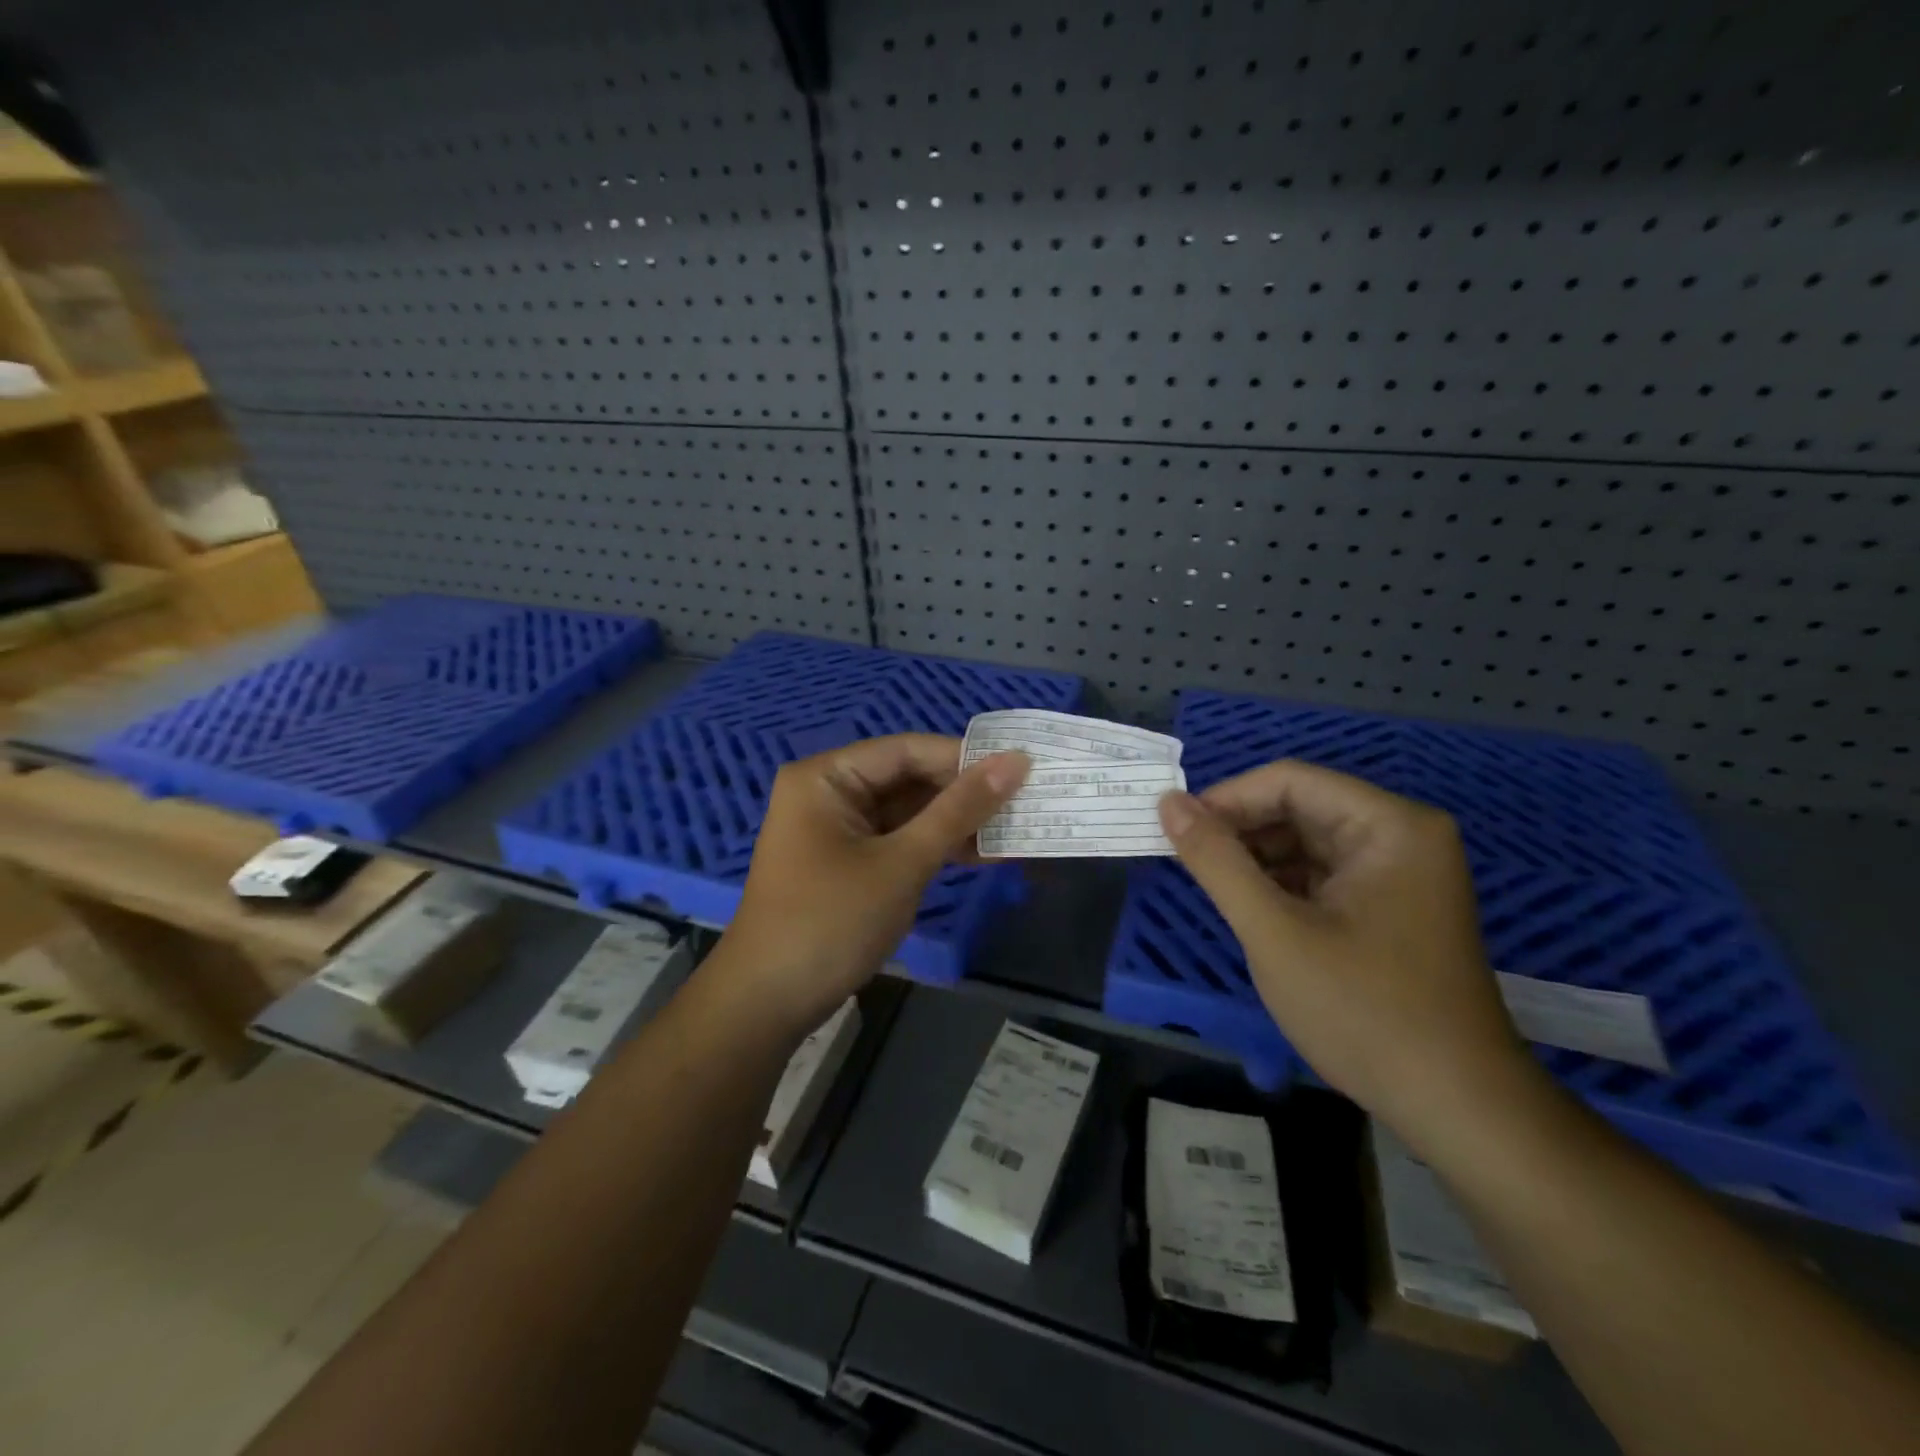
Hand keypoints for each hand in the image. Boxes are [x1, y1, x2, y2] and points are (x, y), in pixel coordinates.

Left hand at [717, 734, 1028, 1034]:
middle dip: (965, 794)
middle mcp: (829, 792)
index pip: (907, 750)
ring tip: (1015, 829)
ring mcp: (838, 830)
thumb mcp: (902, 863)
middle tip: (1025, 801)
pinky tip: (983, 855)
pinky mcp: (848, 862)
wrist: (767, 1004)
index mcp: (827, 777)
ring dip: (956, 823)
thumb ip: (959, 810)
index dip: (965, 758)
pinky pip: (898, 841)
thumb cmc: (830, 922)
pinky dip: (935, 848)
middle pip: (909, 779)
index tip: (1021, 769)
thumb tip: (1016, 762)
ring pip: (908, 813)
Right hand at [1158, 762, 1530, 1141]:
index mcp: (1389, 825)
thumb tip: (1168, 803)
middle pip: (1301, 808)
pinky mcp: (1395, 907)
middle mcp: (1403, 836)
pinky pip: (1325, 875)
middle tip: (1190, 864)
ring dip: (1258, 860)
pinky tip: (1254, 912)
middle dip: (1241, 832)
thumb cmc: (1363, 1011)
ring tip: (1216, 891)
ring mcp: (1403, 873)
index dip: (1226, 799)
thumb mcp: (1274, 932)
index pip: (1289, 781)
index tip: (1176, 831)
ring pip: (1309, 842)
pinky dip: (1283, 885)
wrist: (1457, 1108)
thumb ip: (1216, 861)